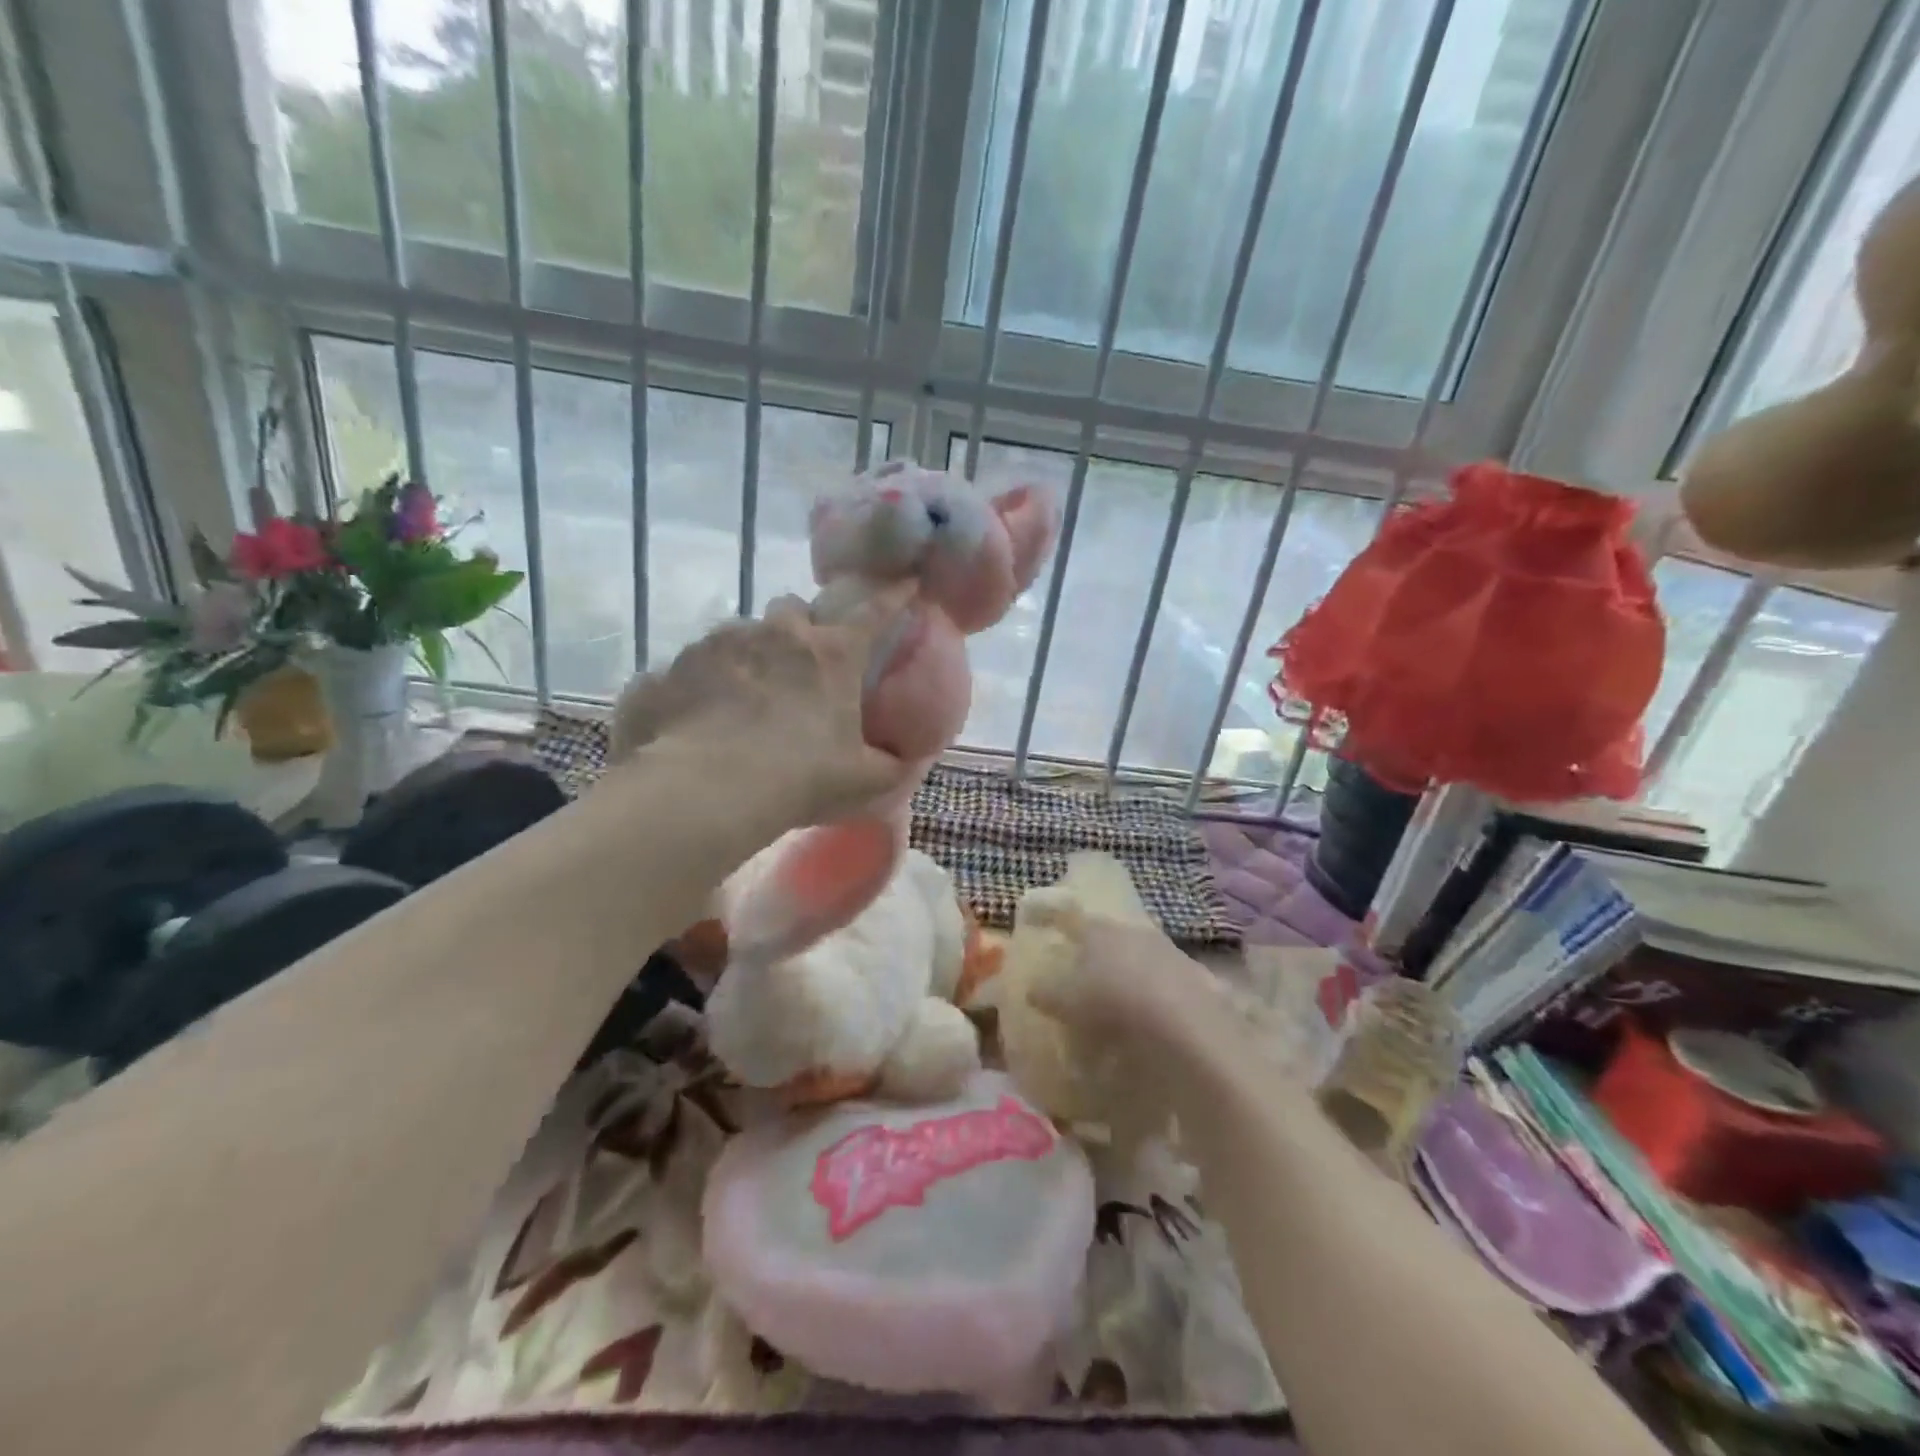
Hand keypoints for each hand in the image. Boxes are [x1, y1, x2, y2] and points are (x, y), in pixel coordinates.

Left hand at [609, 582, 918, 827]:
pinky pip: (694, 666)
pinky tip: (701, 719)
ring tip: (745, 699)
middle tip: (800, 665)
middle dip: (800, 626)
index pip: (874, 612)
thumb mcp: (862, 781)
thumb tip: (905, 762)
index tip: (906, 582)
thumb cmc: (797, 779)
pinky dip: (704, 684)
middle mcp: (776, 633)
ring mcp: (719, 644)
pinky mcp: (674, 666)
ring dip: (751, 655)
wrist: (704, 791)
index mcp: (830, 654)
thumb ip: (891, 767)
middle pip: (794, 608)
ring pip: (741, 633)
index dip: (893, 596)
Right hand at [1024, 914, 1234, 1057]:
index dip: (1051, 916)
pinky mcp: (1194, 978)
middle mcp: (1131, 931)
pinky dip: (1148, 995)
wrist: (1186, 1024)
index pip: (1068, 916)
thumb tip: (1033, 987)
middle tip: (1077, 969)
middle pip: (1105, 935)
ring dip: (1122, 973)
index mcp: (1097, 928)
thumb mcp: (1066, 1001)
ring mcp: (1166, 951)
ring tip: (1111, 999)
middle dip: (1091, 950)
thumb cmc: (1112, 1002)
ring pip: (1135, 955)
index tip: (1037, 919)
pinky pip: (1161, 981)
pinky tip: (1144, 1018)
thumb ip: (1046, 991)